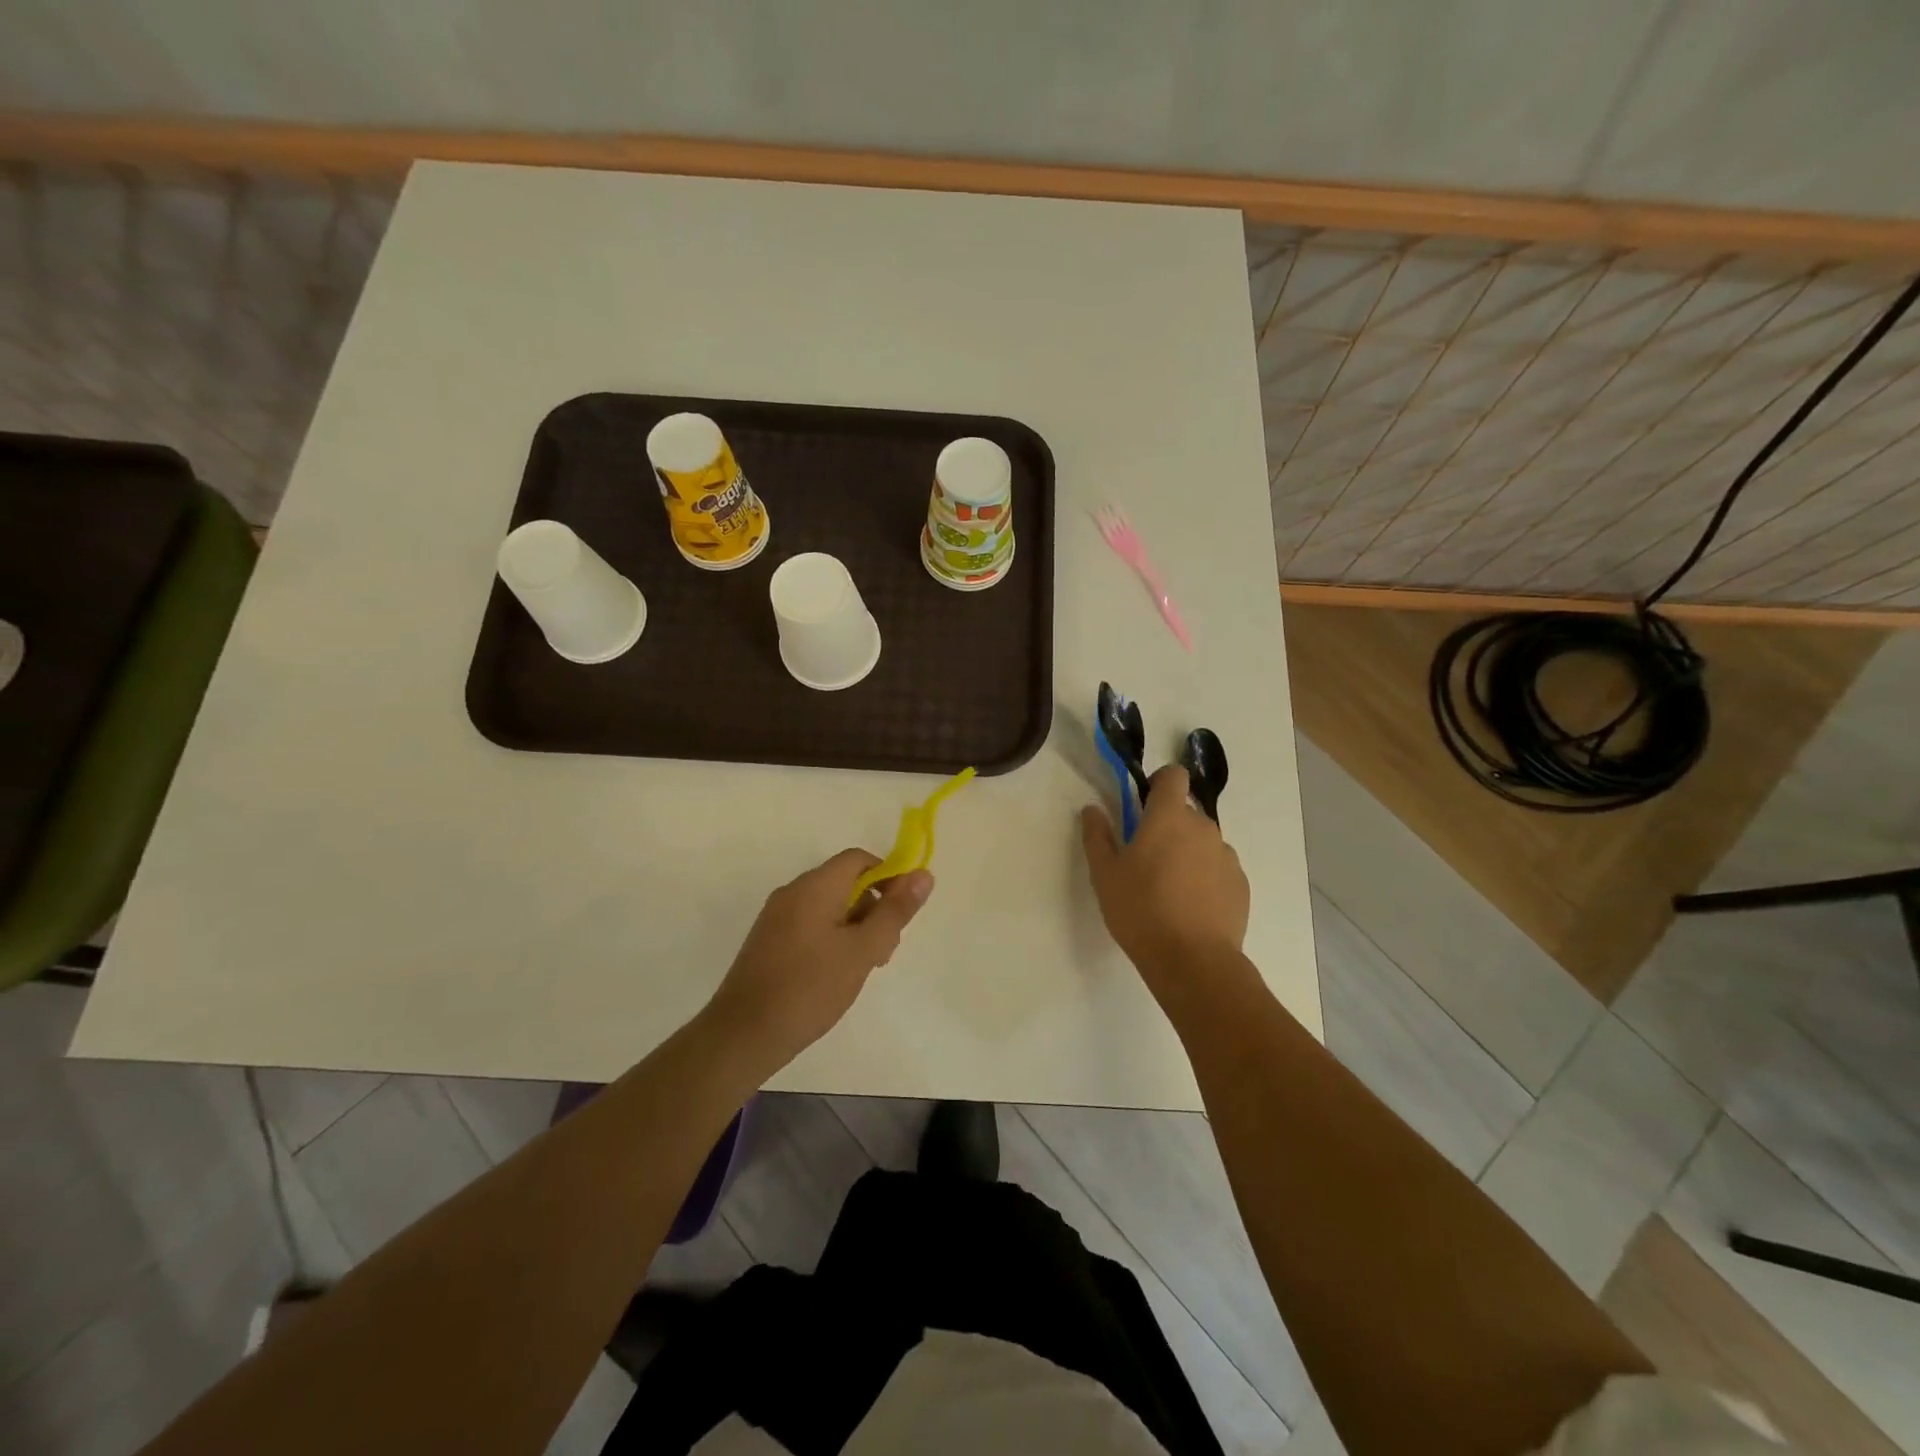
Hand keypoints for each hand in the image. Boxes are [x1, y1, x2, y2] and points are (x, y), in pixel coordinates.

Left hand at [705, 849, 933, 1070]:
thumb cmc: (809, 988)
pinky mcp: (768, 941)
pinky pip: (810, 925)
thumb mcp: (863, 950)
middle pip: (845, 882)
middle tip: (884, 950)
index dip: (889, 876)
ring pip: (829, 906)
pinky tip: (837, 975)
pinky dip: (832, 939)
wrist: (742, 1035)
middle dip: (873, 908)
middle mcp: (792, 892)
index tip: (903, 912)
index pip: (859, 859)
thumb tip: (923, 875)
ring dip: (855, 927)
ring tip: (863, 968)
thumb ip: (895, 911)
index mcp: (814, 886)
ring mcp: (776, 917)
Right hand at [1081, 764, 1248, 979]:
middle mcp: (1203, 827)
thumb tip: (1092, 809)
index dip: (1159, 783)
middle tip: (1145, 860)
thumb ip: (1097, 835)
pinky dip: (1204, 878)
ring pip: (1202, 842)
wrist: (1193, 960)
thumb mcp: (1105, 874)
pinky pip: (1218, 868)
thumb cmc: (1141, 910)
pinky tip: (1190, 908)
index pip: (1173, 776)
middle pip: (1185, 812)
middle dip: (1167, 826)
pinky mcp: (1240, 884)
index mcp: (1169, 817)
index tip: (1143, 806)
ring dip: (1187, 853)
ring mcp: (1226, 856)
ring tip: (1169, 890)